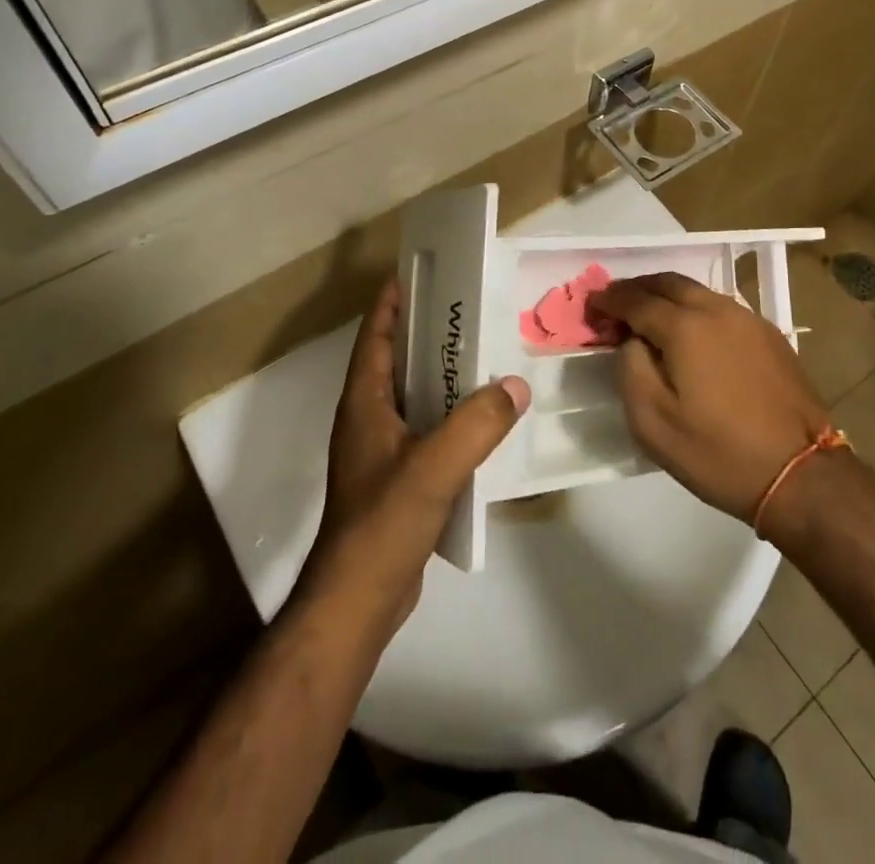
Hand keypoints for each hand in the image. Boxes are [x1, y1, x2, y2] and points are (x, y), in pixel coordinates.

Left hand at [306, 278, 529, 630]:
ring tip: (486, 355)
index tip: (419, 274)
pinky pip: (428, 429)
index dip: (392, 303)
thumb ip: (477, 423)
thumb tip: (516, 385)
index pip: (376, 337)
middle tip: (471, 311)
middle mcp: (369, 419)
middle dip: (427, 333)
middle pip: (397, 361)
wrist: (358, 600)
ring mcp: (382, 450)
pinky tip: (485, 417)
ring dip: (443, 375)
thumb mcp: (434, 466)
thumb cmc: (383, 522)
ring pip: (415, 396)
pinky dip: (451, 414)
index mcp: (365, 403)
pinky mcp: (398, 478)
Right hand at [591, 274, 829, 522]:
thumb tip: (632, 339)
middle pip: (668, 283)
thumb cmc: (718, 452)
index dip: (608, 300)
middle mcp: (717, 309)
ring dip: (666, 296)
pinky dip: (694, 309)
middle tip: (615, 304)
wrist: (800, 474)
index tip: (590, 306)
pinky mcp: (769, 335)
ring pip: (697, 291)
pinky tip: (691, 333)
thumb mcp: (652, 421)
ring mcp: (748, 319)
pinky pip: (720, 308)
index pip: (635, 300)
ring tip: (649, 316)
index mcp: (685, 326)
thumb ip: (630, 368)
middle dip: (636, 288)